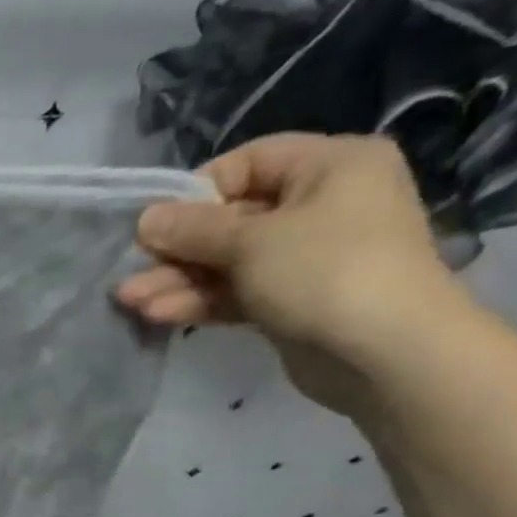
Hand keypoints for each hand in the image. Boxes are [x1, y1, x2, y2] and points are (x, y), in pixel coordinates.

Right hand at [117, 133, 468, 413]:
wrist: (386, 354)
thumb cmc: (325, 271)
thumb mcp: (250, 241)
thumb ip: (193, 229)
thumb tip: (145, 217)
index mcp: (329, 166)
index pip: (248, 163)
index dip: (196, 192)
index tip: (156, 224)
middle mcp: (321, 204)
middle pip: (230, 220)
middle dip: (176, 250)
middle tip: (129, 272)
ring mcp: (306, 258)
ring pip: (228, 262)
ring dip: (177, 281)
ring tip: (129, 301)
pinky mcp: (291, 302)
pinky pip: (237, 292)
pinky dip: (200, 301)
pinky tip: (157, 315)